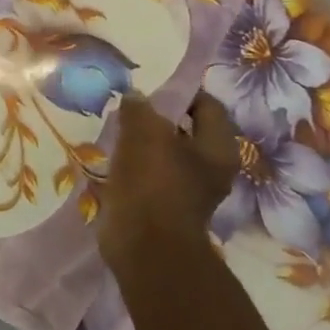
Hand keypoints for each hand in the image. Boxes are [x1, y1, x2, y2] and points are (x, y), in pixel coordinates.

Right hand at [97, 91, 239, 268]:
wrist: (144, 244)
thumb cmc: (154, 183)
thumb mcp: (144, 133)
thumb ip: (140, 108)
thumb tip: (135, 96)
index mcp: (218, 148)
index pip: (207, 106)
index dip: (180, 92)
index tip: (150, 85)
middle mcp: (209, 168)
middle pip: (185, 130)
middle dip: (156, 117)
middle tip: (128, 106)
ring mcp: (186, 189)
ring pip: (163, 154)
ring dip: (141, 142)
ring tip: (115, 130)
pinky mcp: (161, 205)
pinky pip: (147, 175)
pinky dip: (132, 165)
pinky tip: (111, 158)